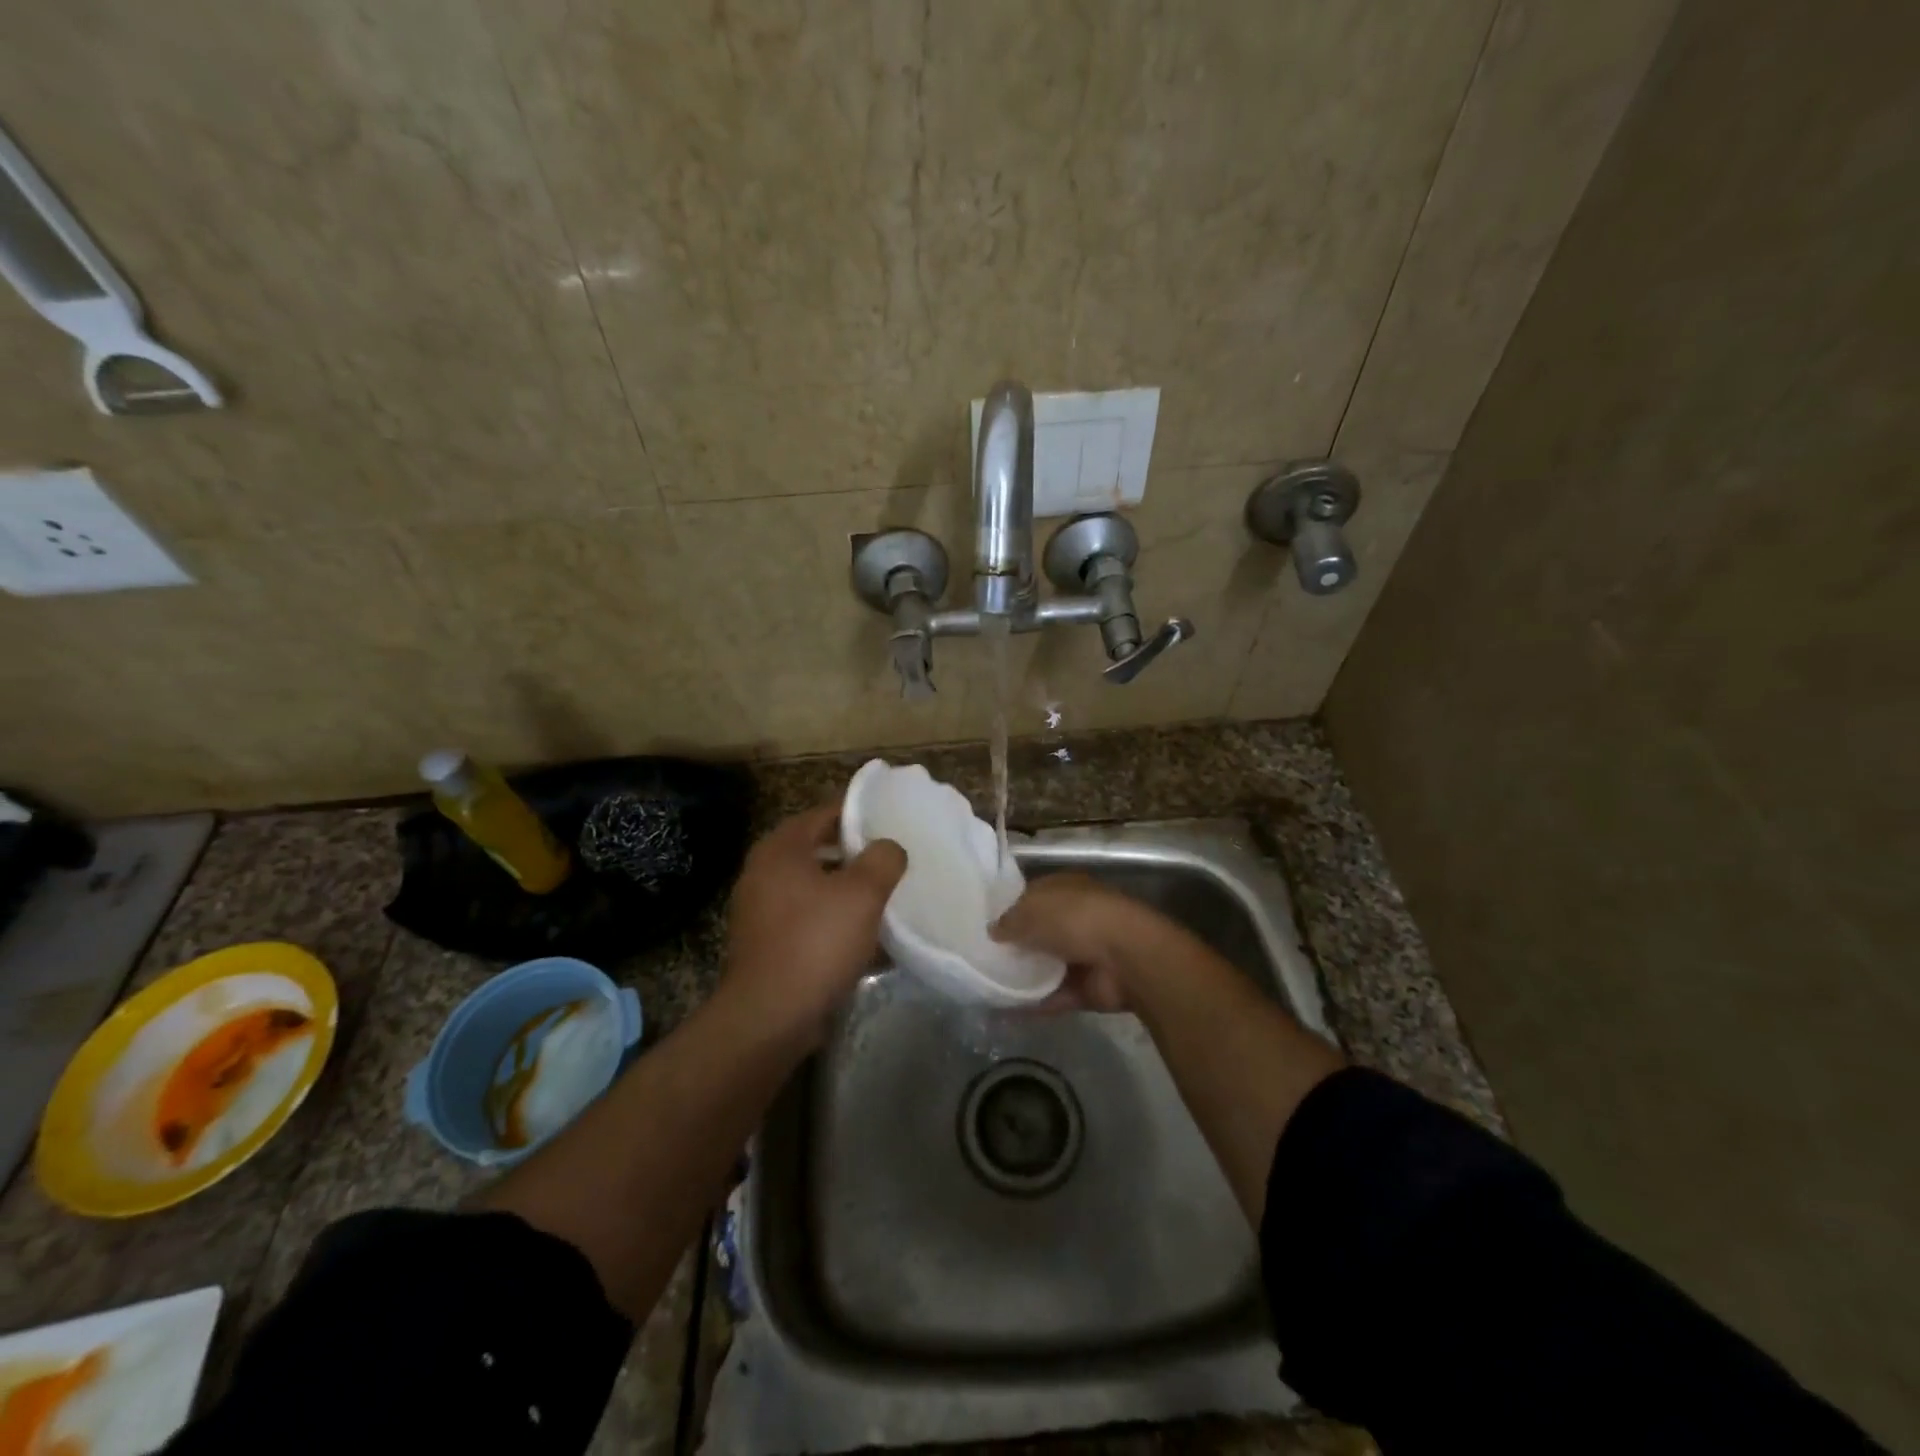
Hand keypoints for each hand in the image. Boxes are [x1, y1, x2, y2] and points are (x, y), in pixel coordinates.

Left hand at [722, 803, 906, 1042]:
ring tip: (883, 897)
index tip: (891, 822)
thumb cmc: (816, 942)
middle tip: (892, 860)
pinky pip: (806, 919)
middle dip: (855, 855)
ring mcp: (760, 910)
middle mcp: (762, 872)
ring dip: (845, 891)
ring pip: (813, 887)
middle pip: (817, 850)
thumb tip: (889, 848)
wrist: (770, 1017)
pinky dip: (832, 920)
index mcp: (780, 849)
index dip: (859, 814)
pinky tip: (862, 936)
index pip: (824, 814)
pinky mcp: (765, 944)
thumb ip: (882, 859)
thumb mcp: (862, 893)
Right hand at [991, 872, 1151, 1011]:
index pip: (1032, 896)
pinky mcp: (1087, 988)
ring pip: (1045, 966)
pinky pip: (1054, 995)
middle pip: (1039, 932)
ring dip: (1022, 976)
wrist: (1125, 958)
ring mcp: (1083, 955)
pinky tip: (1003, 1010)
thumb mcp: (1032, 910)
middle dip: (1014, 945)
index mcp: (1066, 890)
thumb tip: (992, 931)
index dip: (1009, 909)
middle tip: (980, 957)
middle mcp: (1075, 919)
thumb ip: (1009, 921)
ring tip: (986, 985)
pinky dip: (1032, 1003)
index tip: (984, 925)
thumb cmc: (1076, 918)